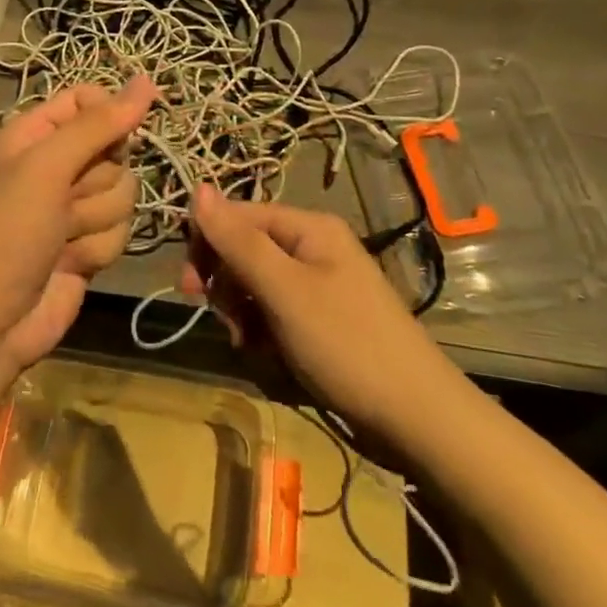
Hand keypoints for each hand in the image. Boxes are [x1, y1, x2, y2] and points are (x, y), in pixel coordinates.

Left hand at [0, 77, 156, 370]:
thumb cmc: (8, 232)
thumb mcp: (47, 167)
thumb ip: (98, 125)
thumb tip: (146, 81)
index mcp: (36, 133)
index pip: (90, 100)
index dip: (110, 115)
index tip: (114, 137)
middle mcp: (56, 163)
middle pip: (116, 150)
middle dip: (98, 182)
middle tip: (64, 201)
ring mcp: (74, 206)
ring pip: (124, 193)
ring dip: (96, 220)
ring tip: (61, 238)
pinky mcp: (89, 242)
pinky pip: (121, 230)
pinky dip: (98, 248)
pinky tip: (70, 263)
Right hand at [186, 186, 446, 440]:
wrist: (417, 419)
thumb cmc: (347, 344)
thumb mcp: (284, 290)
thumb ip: (238, 240)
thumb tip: (197, 187)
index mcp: (309, 228)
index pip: (237, 216)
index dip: (207, 244)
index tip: (189, 287)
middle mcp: (313, 248)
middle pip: (244, 250)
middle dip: (227, 286)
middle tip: (227, 322)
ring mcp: (318, 286)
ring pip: (254, 286)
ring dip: (243, 315)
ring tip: (252, 346)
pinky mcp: (320, 320)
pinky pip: (274, 314)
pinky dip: (263, 334)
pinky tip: (269, 357)